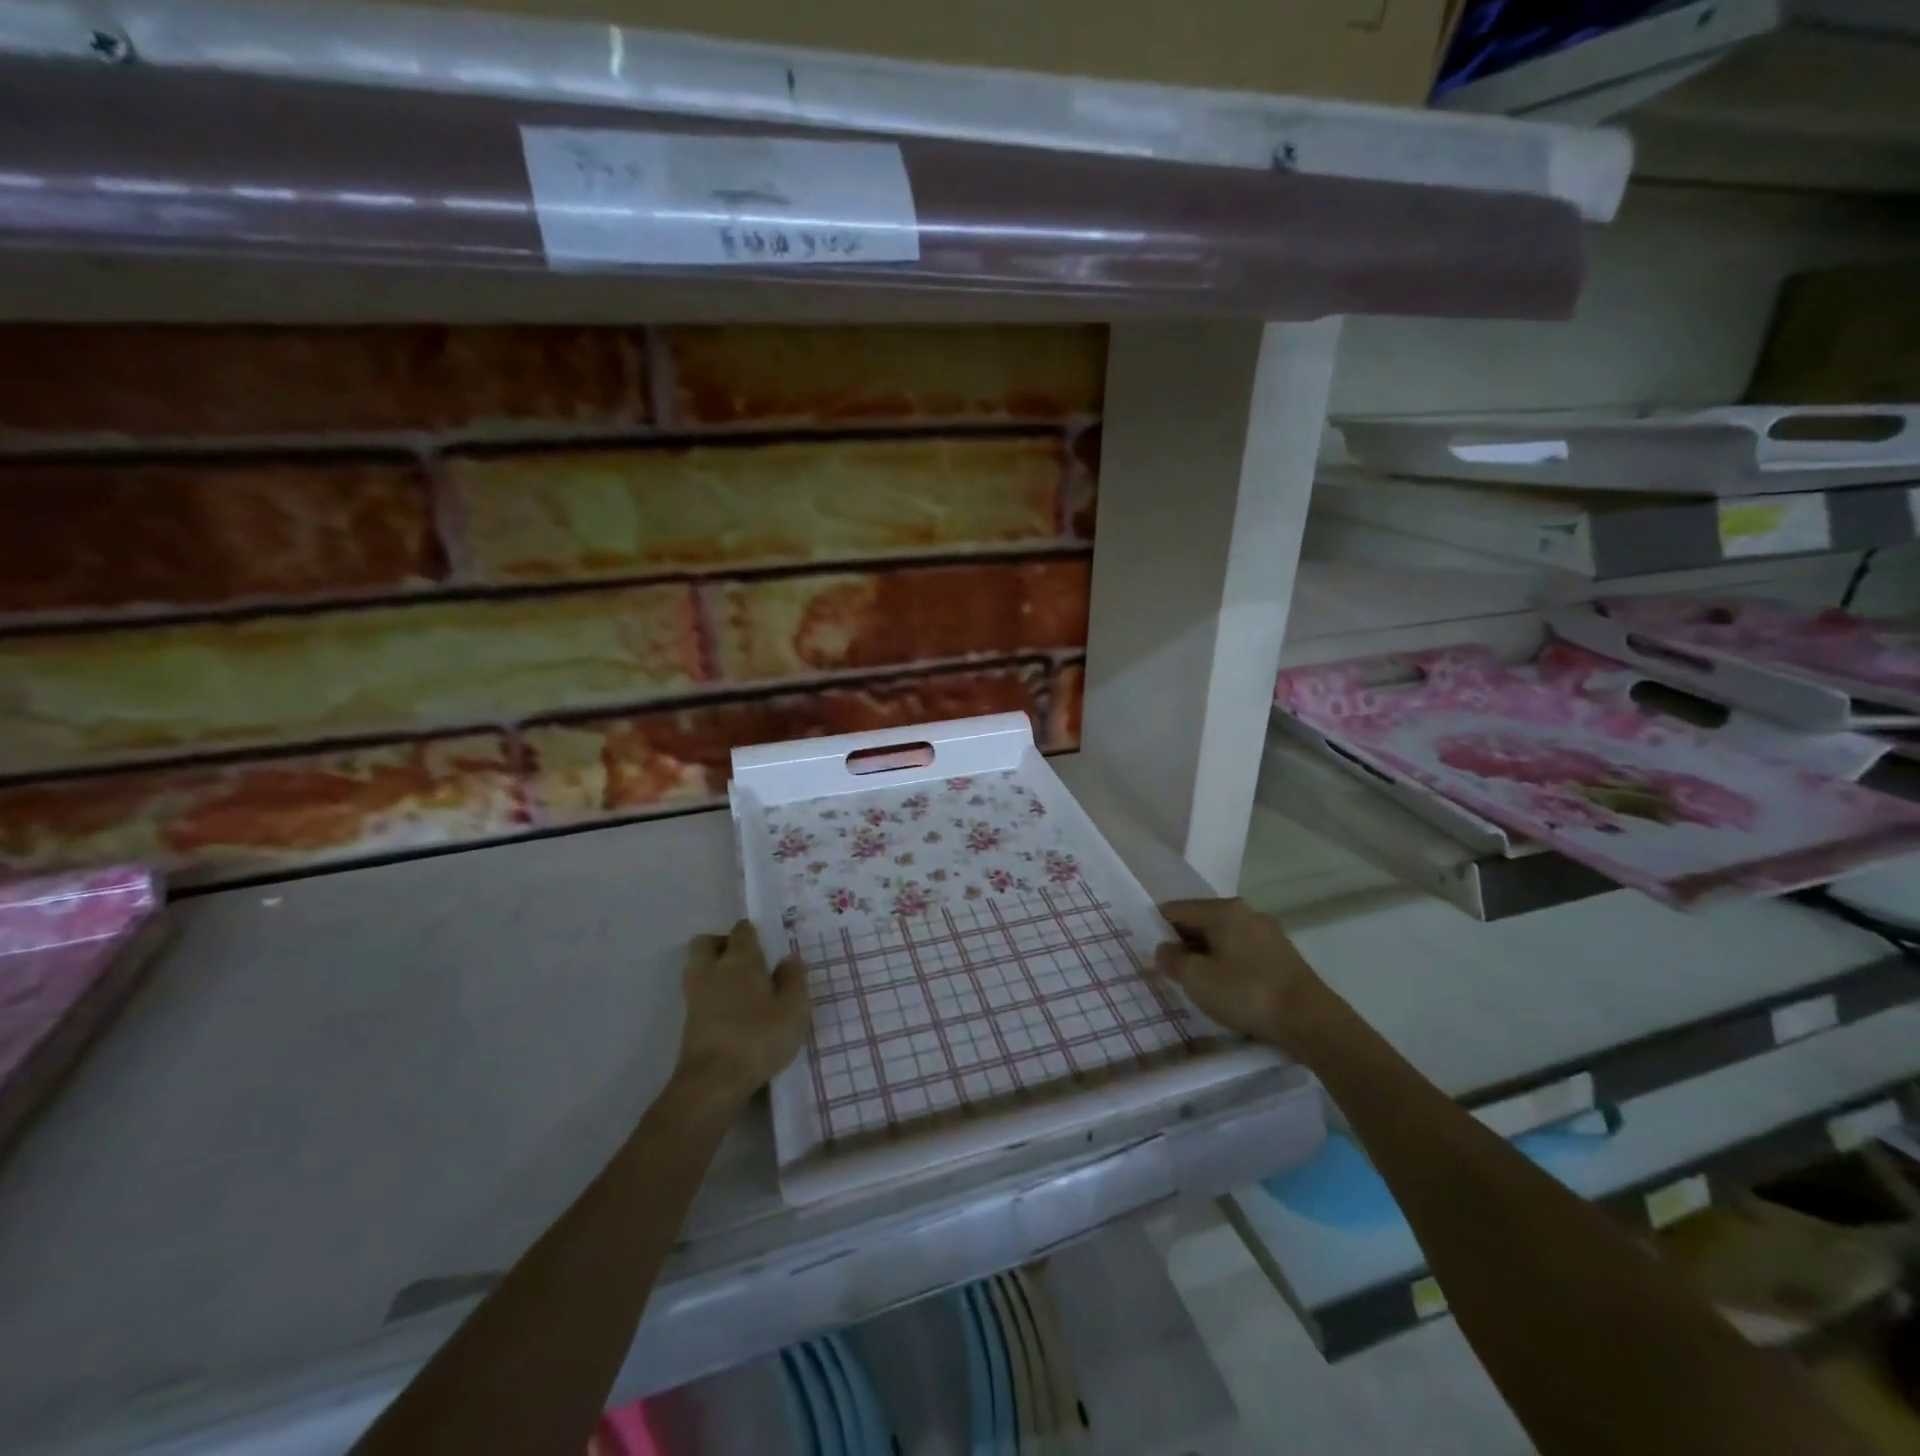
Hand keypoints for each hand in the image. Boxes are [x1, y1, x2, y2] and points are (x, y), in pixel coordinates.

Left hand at [674, 921, 809, 1102]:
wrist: (713, 1082)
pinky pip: (698, 992)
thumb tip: (790, 957)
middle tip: (747, 960)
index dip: (752, 932)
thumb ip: (794, 979)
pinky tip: (731, 1010)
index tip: (766, 943)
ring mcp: (695, 995)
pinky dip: (711, 993)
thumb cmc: (759, 1037)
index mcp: (740, 959)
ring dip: (714, 969)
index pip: (742, 931)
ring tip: (740, 986)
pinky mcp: (688, 1021)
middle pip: (707, 943)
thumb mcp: (793, 1008)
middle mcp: (712, 969)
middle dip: (723, 944)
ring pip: (698, 967)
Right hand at [1153, 898, 1329, 1053]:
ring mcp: (1267, 932)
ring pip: (1223, 937)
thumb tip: (1163, 949)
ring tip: (1197, 982)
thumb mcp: (1197, 979)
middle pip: (1201, 921)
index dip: (1157, 927)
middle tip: (1170, 969)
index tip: (1148, 950)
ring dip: (1206, 955)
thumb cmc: (1246, 992)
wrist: (1310, 1020)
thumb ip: (1172, 960)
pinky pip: (1242, 951)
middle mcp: (1245, 912)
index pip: (1176, 909)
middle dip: (1183, 942)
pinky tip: (1226, 987)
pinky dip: (1228, 963)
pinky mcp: (1281, 954)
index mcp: (1222, 910)